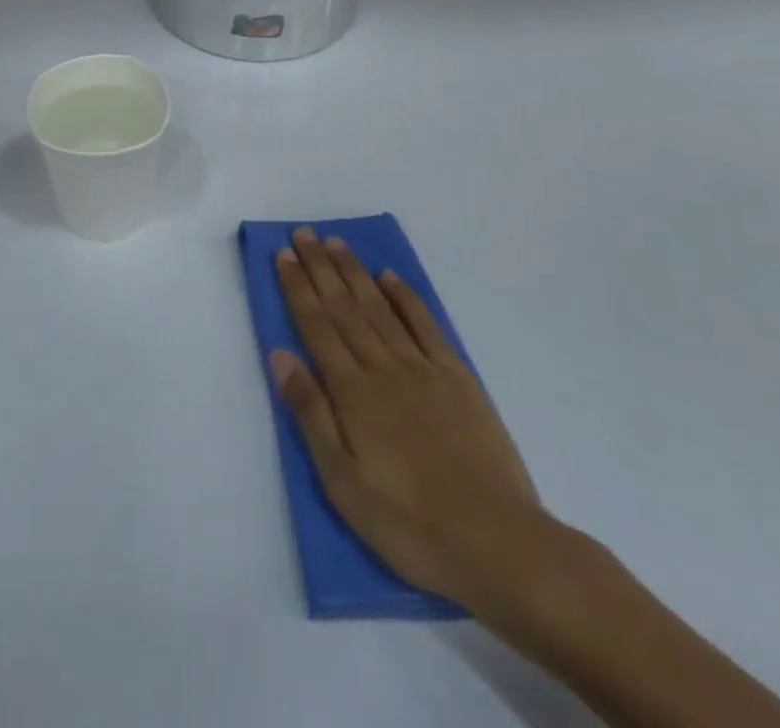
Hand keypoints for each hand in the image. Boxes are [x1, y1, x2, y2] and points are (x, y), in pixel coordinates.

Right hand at [271, 227, 552, 612]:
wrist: (499, 545)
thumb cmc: (409, 523)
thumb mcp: (343, 482)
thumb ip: (311, 413)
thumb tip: (280, 355)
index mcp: (352, 392)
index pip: (316, 325)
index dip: (297, 287)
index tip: (283, 254)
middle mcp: (383, 367)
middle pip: (344, 307)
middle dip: (320, 267)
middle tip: (303, 233)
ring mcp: (423, 369)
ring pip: (379, 307)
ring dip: (355, 272)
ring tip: (335, 242)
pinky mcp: (458, 379)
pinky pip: (425, 325)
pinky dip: (405, 297)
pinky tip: (390, 277)